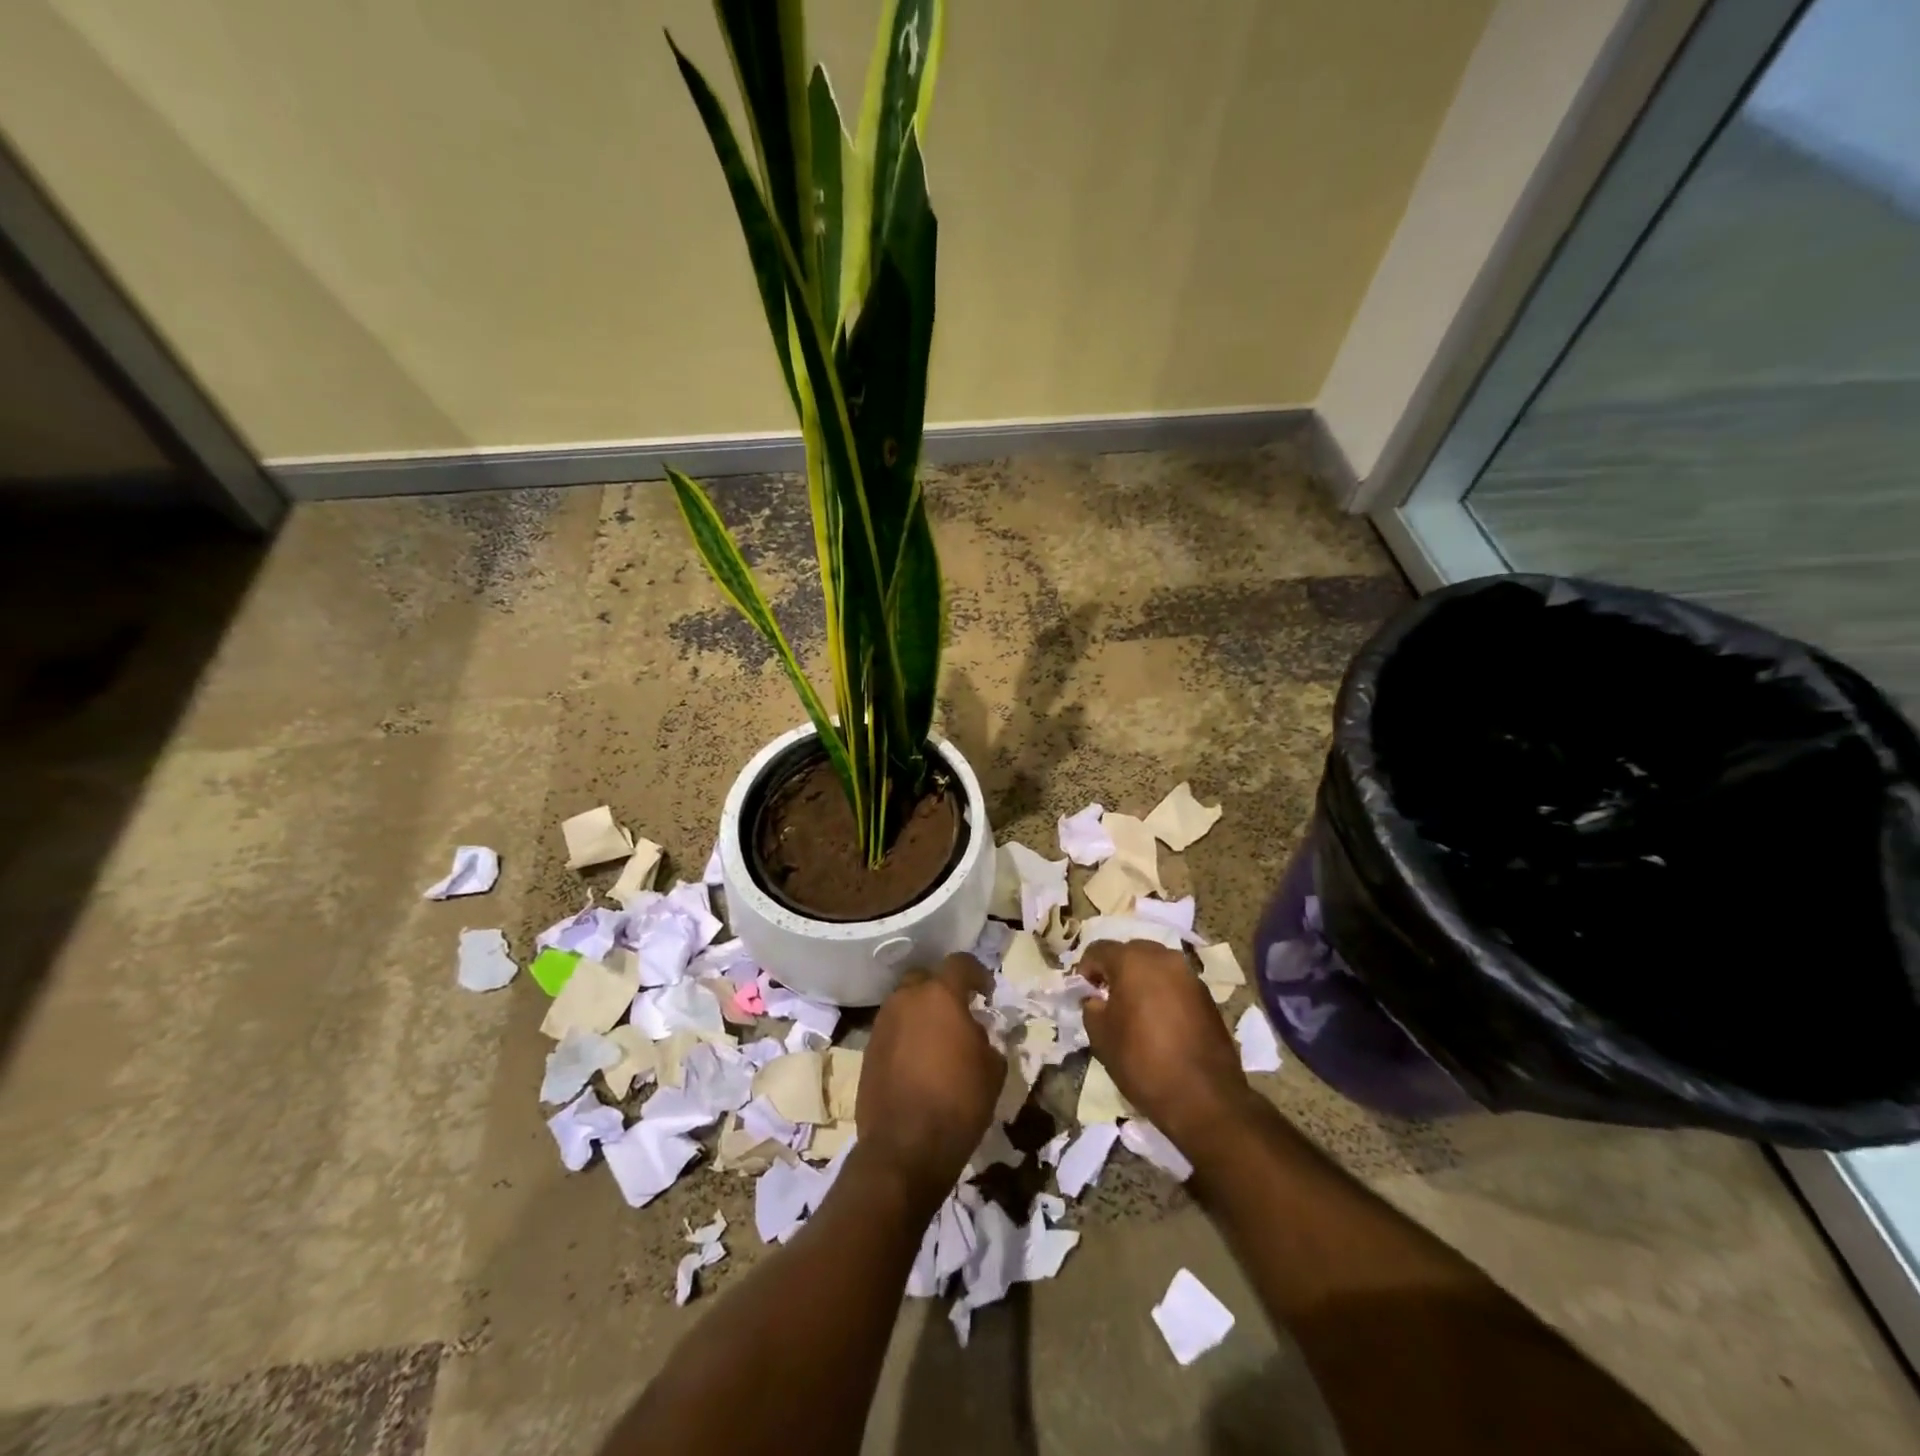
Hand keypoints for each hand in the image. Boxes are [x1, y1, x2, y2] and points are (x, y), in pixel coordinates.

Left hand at [856, 953, 1004, 1200]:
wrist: (905, 1148)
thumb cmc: (958, 1102)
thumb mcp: (992, 1069)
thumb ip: (986, 1038)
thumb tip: (975, 1033)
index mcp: (940, 995)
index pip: (960, 963)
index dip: (977, 973)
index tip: (987, 993)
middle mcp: (906, 999)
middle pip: (925, 979)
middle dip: (942, 990)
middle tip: (959, 1013)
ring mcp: (882, 1023)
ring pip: (905, 1004)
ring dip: (921, 1014)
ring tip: (938, 1040)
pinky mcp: (868, 1049)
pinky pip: (892, 1030)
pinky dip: (906, 1036)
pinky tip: (918, 1062)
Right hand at [1080, 939, 1253, 1149]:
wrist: (1203, 1098)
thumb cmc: (1142, 1062)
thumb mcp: (1101, 1036)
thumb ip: (1092, 1007)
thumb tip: (1096, 998)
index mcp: (1133, 961)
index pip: (1099, 949)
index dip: (1087, 968)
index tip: (1084, 990)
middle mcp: (1164, 958)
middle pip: (1131, 951)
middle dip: (1116, 969)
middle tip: (1107, 996)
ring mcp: (1190, 976)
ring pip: (1157, 966)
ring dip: (1141, 979)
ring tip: (1134, 1008)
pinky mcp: (1208, 996)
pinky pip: (1176, 983)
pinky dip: (1163, 992)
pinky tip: (1159, 1020)